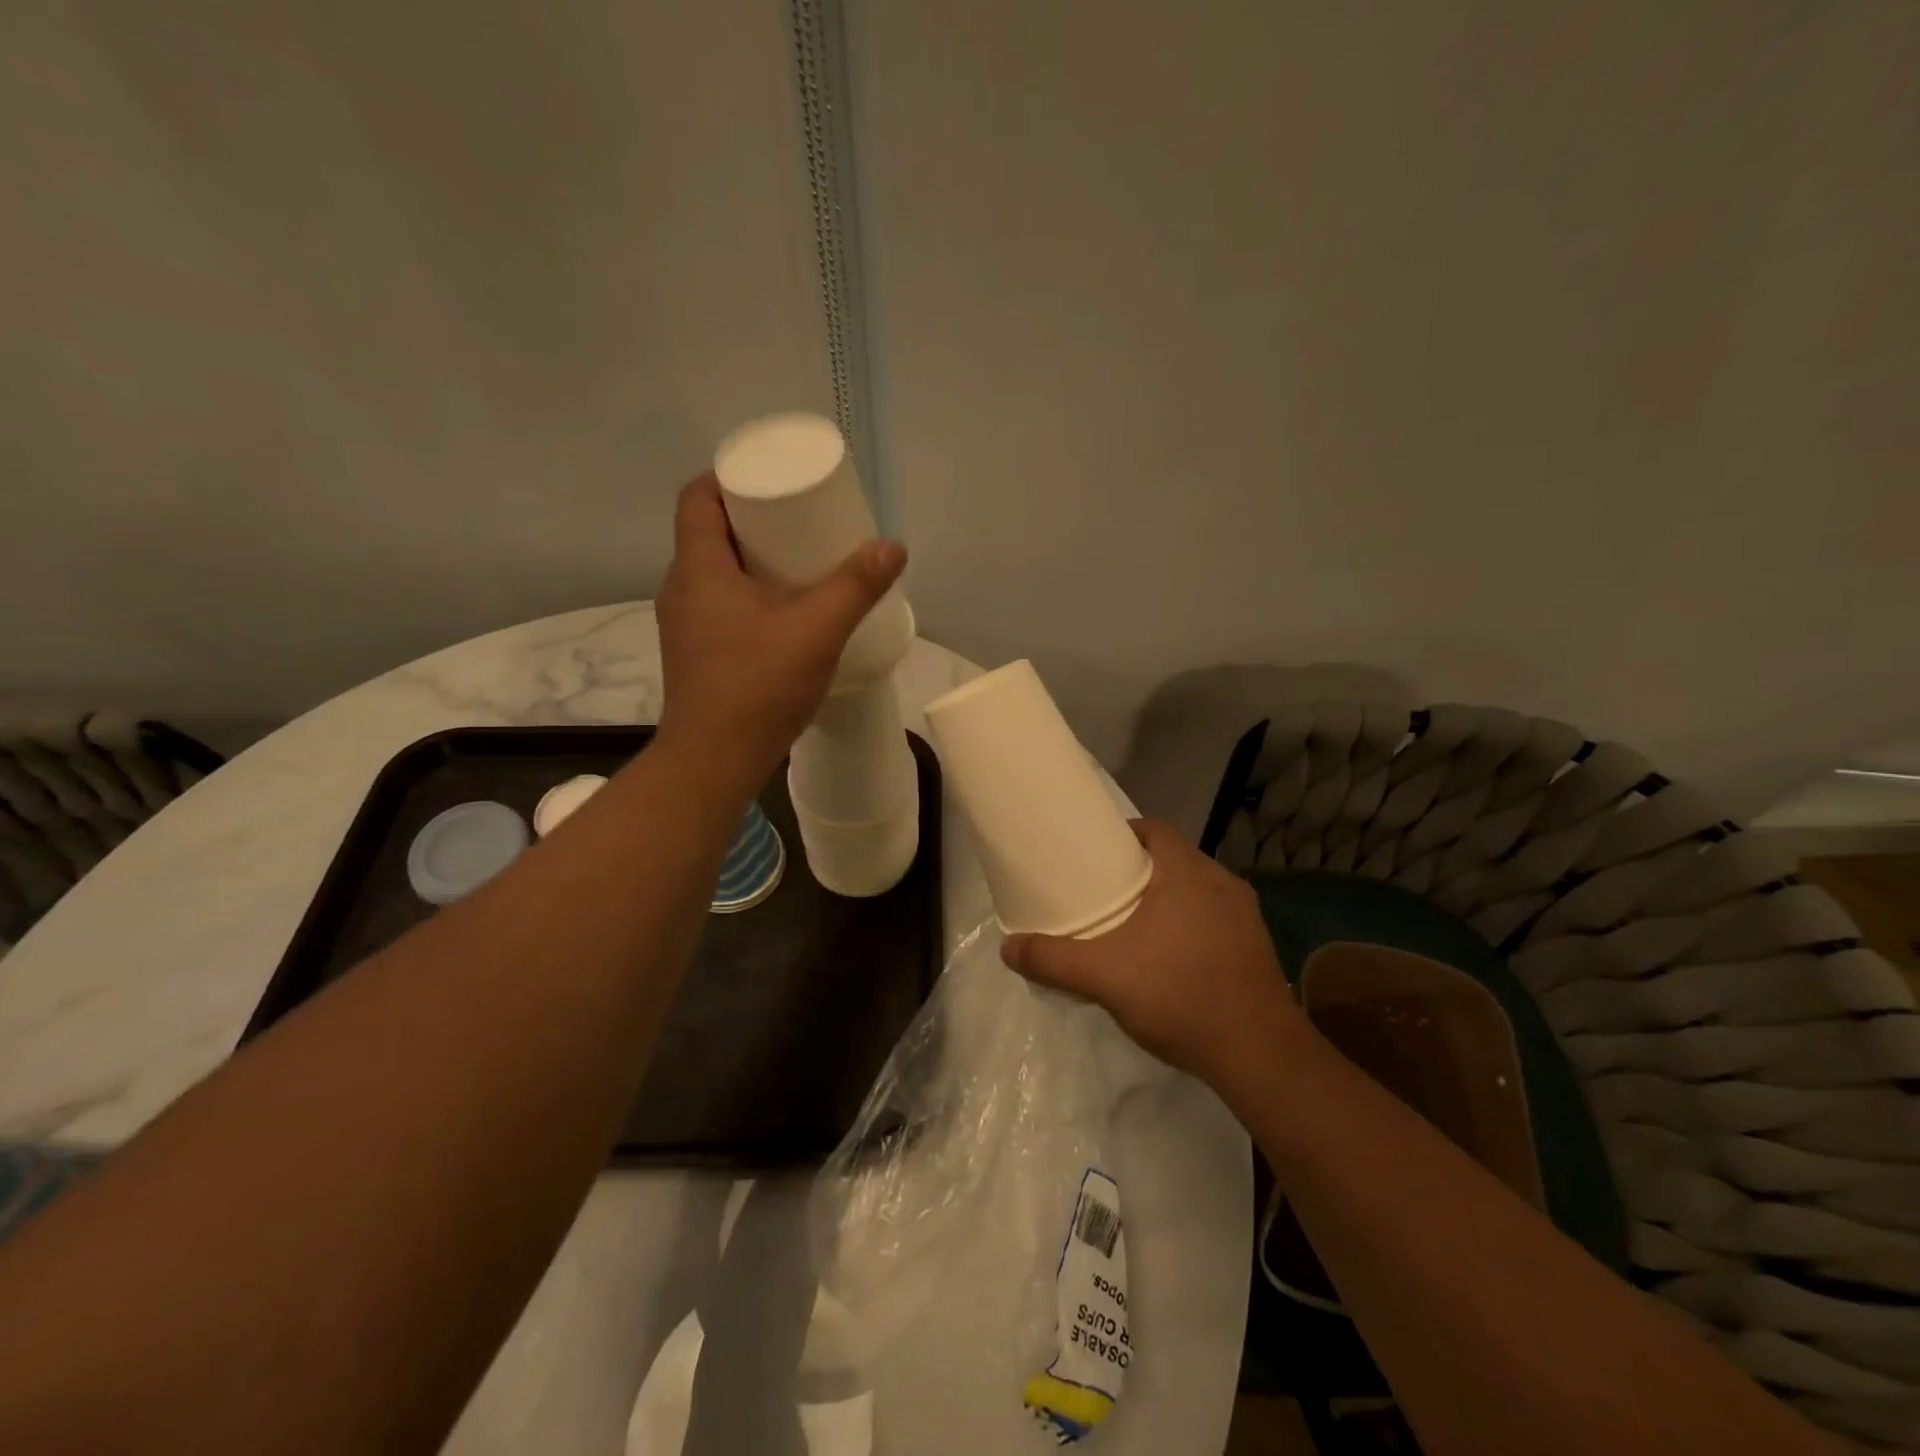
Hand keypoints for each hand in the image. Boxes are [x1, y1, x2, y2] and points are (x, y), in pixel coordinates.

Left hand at [656, 474, 905, 787]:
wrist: (715, 761)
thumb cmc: (758, 686)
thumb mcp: (817, 630)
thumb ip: (856, 586)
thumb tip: (892, 547)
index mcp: (698, 568)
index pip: (698, 497)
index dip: (730, 478)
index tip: (773, 482)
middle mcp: (681, 588)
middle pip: (710, 532)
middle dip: (753, 519)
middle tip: (800, 520)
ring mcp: (684, 624)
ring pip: (715, 572)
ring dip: (752, 560)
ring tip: (799, 563)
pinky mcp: (696, 653)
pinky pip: (720, 604)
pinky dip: (748, 594)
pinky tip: (784, 613)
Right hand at [999, 820, 1305, 1087]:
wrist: (1259, 1055)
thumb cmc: (1179, 995)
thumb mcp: (1104, 978)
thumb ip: (1053, 960)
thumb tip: (1007, 948)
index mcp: (1188, 873)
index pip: (1153, 829)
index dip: (1122, 833)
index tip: (1094, 851)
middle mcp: (1221, 882)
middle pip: (1172, 858)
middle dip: (1139, 869)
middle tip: (1103, 889)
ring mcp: (1244, 915)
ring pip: (1195, 889)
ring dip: (1166, 897)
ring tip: (1132, 922)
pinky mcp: (1256, 946)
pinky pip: (1213, 918)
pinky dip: (1188, 923)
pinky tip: (1169, 956)